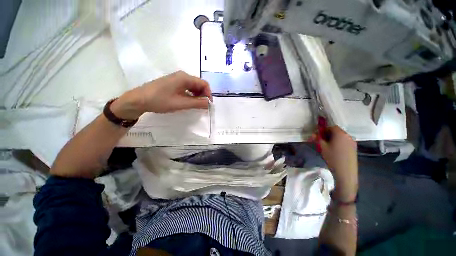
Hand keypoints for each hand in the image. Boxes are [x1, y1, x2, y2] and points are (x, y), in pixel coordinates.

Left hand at [111, 71, 211, 118]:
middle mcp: (182, 76)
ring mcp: (177, 79)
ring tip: (197, 105)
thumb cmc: (160, 100)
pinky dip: (191, 95)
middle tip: (203, 106)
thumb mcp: (181, 103)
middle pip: (199, 84)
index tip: (209, 104)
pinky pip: (187, 88)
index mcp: (185, 78)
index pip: (204, 84)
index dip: (208, 94)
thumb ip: (197, 103)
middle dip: (203, 95)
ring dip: (198, 95)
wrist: (138, 99)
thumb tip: (209, 103)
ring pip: (193, 86)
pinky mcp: (173, 84)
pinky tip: (189, 101)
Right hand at [311, 126, 357, 200]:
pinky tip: (335, 151)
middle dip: (328, 134)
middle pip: (337, 131)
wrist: (345, 172)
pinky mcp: (354, 149)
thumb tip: (313, 134)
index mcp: (340, 134)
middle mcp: (348, 136)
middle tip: (322, 141)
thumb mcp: (322, 147)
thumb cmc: (332, 158)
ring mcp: (352, 142)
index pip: (332, 127)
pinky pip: (345, 142)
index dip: (324, 129)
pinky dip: (339, 143)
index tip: (319, 135)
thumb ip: (317, 139)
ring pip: (341, 137)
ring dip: (334, 139)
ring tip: (328, 147)